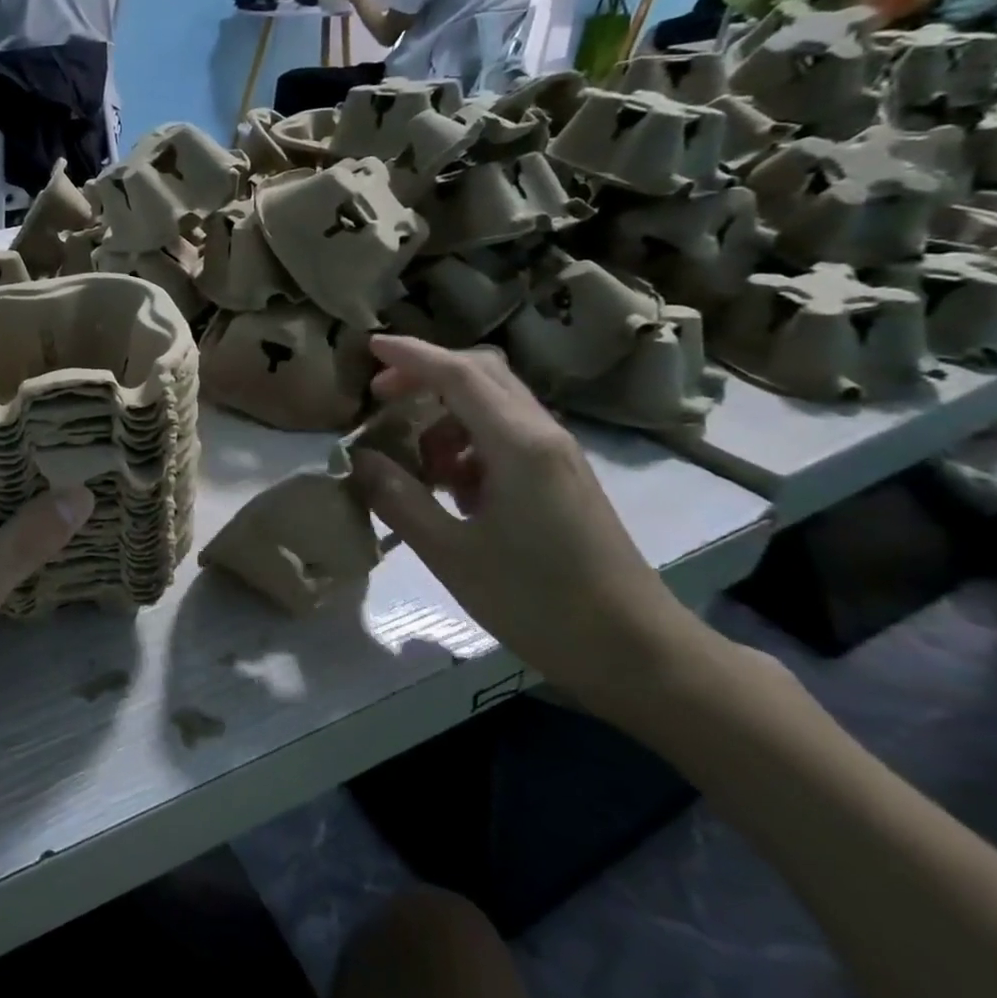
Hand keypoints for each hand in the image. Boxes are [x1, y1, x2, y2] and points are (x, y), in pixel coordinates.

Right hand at [348, 336, 705, 708]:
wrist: (637, 652)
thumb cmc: (538, 603)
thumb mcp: (451, 554)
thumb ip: (399, 499)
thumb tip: (359, 458)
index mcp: (519, 445)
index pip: (459, 373)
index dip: (411, 355)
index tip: (368, 346)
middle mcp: (543, 436)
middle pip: (483, 373)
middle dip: (427, 373)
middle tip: (381, 398)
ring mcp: (559, 456)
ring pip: (495, 403)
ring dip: (446, 414)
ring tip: (415, 460)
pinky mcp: (563, 478)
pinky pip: (508, 434)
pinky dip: (469, 442)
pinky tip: (453, 489)